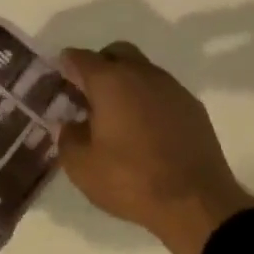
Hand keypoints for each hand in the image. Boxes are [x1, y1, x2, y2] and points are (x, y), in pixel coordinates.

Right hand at [57, 42, 253, 253]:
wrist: (194, 200)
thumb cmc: (131, 180)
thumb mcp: (82, 167)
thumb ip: (68, 138)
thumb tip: (70, 124)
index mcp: (111, 82)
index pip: (80, 59)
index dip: (65, 66)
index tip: (59, 79)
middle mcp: (143, 74)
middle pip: (116, 53)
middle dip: (99, 66)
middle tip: (88, 95)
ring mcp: (173, 88)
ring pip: (143, 71)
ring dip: (126, 83)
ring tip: (116, 115)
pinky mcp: (193, 107)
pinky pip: (163, 92)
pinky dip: (148, 101)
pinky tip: (145, 129)